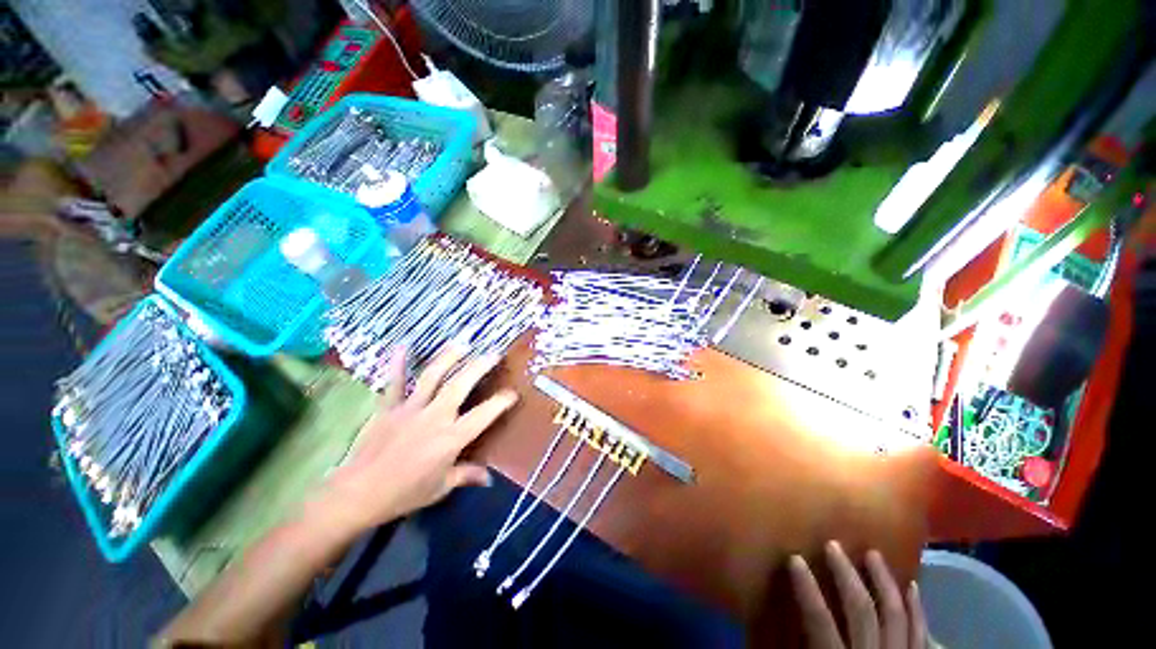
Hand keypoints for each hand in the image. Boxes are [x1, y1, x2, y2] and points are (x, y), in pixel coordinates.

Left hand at [311, 344, 517, 537]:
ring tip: (462, 344)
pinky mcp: (388, 408)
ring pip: (433, 377)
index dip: (501, 402)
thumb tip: (490, 479)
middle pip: (461, 385)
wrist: (357, 495)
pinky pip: (394, 383)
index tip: (513, 393)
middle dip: (479, 367)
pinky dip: (398, 364)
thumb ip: (467, 476)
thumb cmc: (404, 494)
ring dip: (448, 358)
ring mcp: (411, 409)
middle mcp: (435, 417)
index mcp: (451, 438)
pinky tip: (402, 346)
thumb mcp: (441, 488)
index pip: (484, 415)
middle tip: (493, 354)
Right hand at [789, 541, 927, 648]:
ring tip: (874, 553)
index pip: (820, 619)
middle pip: (862, 610)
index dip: (807, 588)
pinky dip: (917, 609)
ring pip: (896, 615)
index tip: (794, 558)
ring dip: (884, 582)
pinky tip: (911, 587)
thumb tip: (778, 619)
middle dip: (846, 575)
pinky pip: (922, 633)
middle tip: (833, 545)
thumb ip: (803, 646)